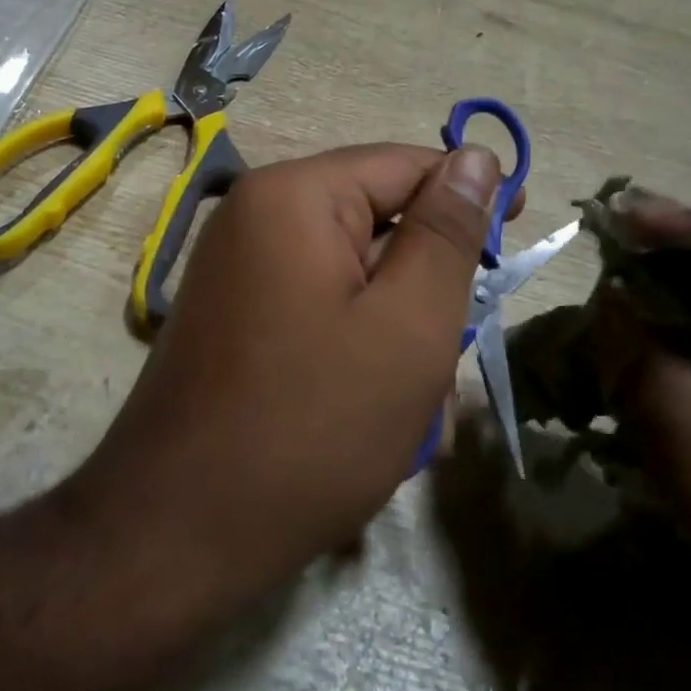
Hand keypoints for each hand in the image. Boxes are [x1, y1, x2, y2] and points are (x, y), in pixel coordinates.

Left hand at [64, 143, 512, 619]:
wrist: (175, 534)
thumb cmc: (310, 426)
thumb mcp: (407, 325)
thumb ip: (447, 233)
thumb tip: (476, 156)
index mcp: (294, 196)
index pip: (404, 165)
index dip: (469, 198)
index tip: (515, 246)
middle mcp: (256, 216)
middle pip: (377, 226)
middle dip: (425, 294)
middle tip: (447, 368)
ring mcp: (239, 270)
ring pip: (353, 280)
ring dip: (396, 337)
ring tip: (412, 417)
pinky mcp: (235, 318)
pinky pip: (318, 312)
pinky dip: (355, 354)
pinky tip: (370, 421)